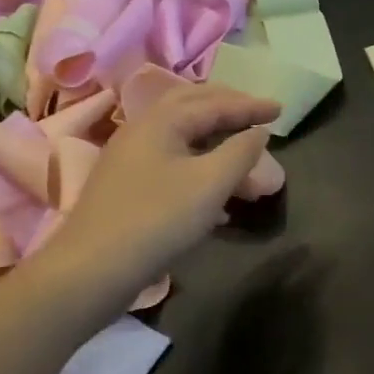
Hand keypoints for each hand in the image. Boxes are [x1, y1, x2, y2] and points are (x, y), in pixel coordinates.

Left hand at [53, 82, 280, 289]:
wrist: (92, 270)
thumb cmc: (157, 219)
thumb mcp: (210, 184)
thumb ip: (240, 152)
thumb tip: (259, 132)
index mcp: (161, 121)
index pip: (214, 103)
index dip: (250, 106)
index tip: (281, 110)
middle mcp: (142, 131)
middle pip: (191, 107)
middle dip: (227, 108)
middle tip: (257, 114)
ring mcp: (131, 159)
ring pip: (182, 137)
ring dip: (216, 140)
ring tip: (244, 156)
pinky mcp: (128, 187)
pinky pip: (173, 162)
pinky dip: (201, 164)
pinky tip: (218, 193)